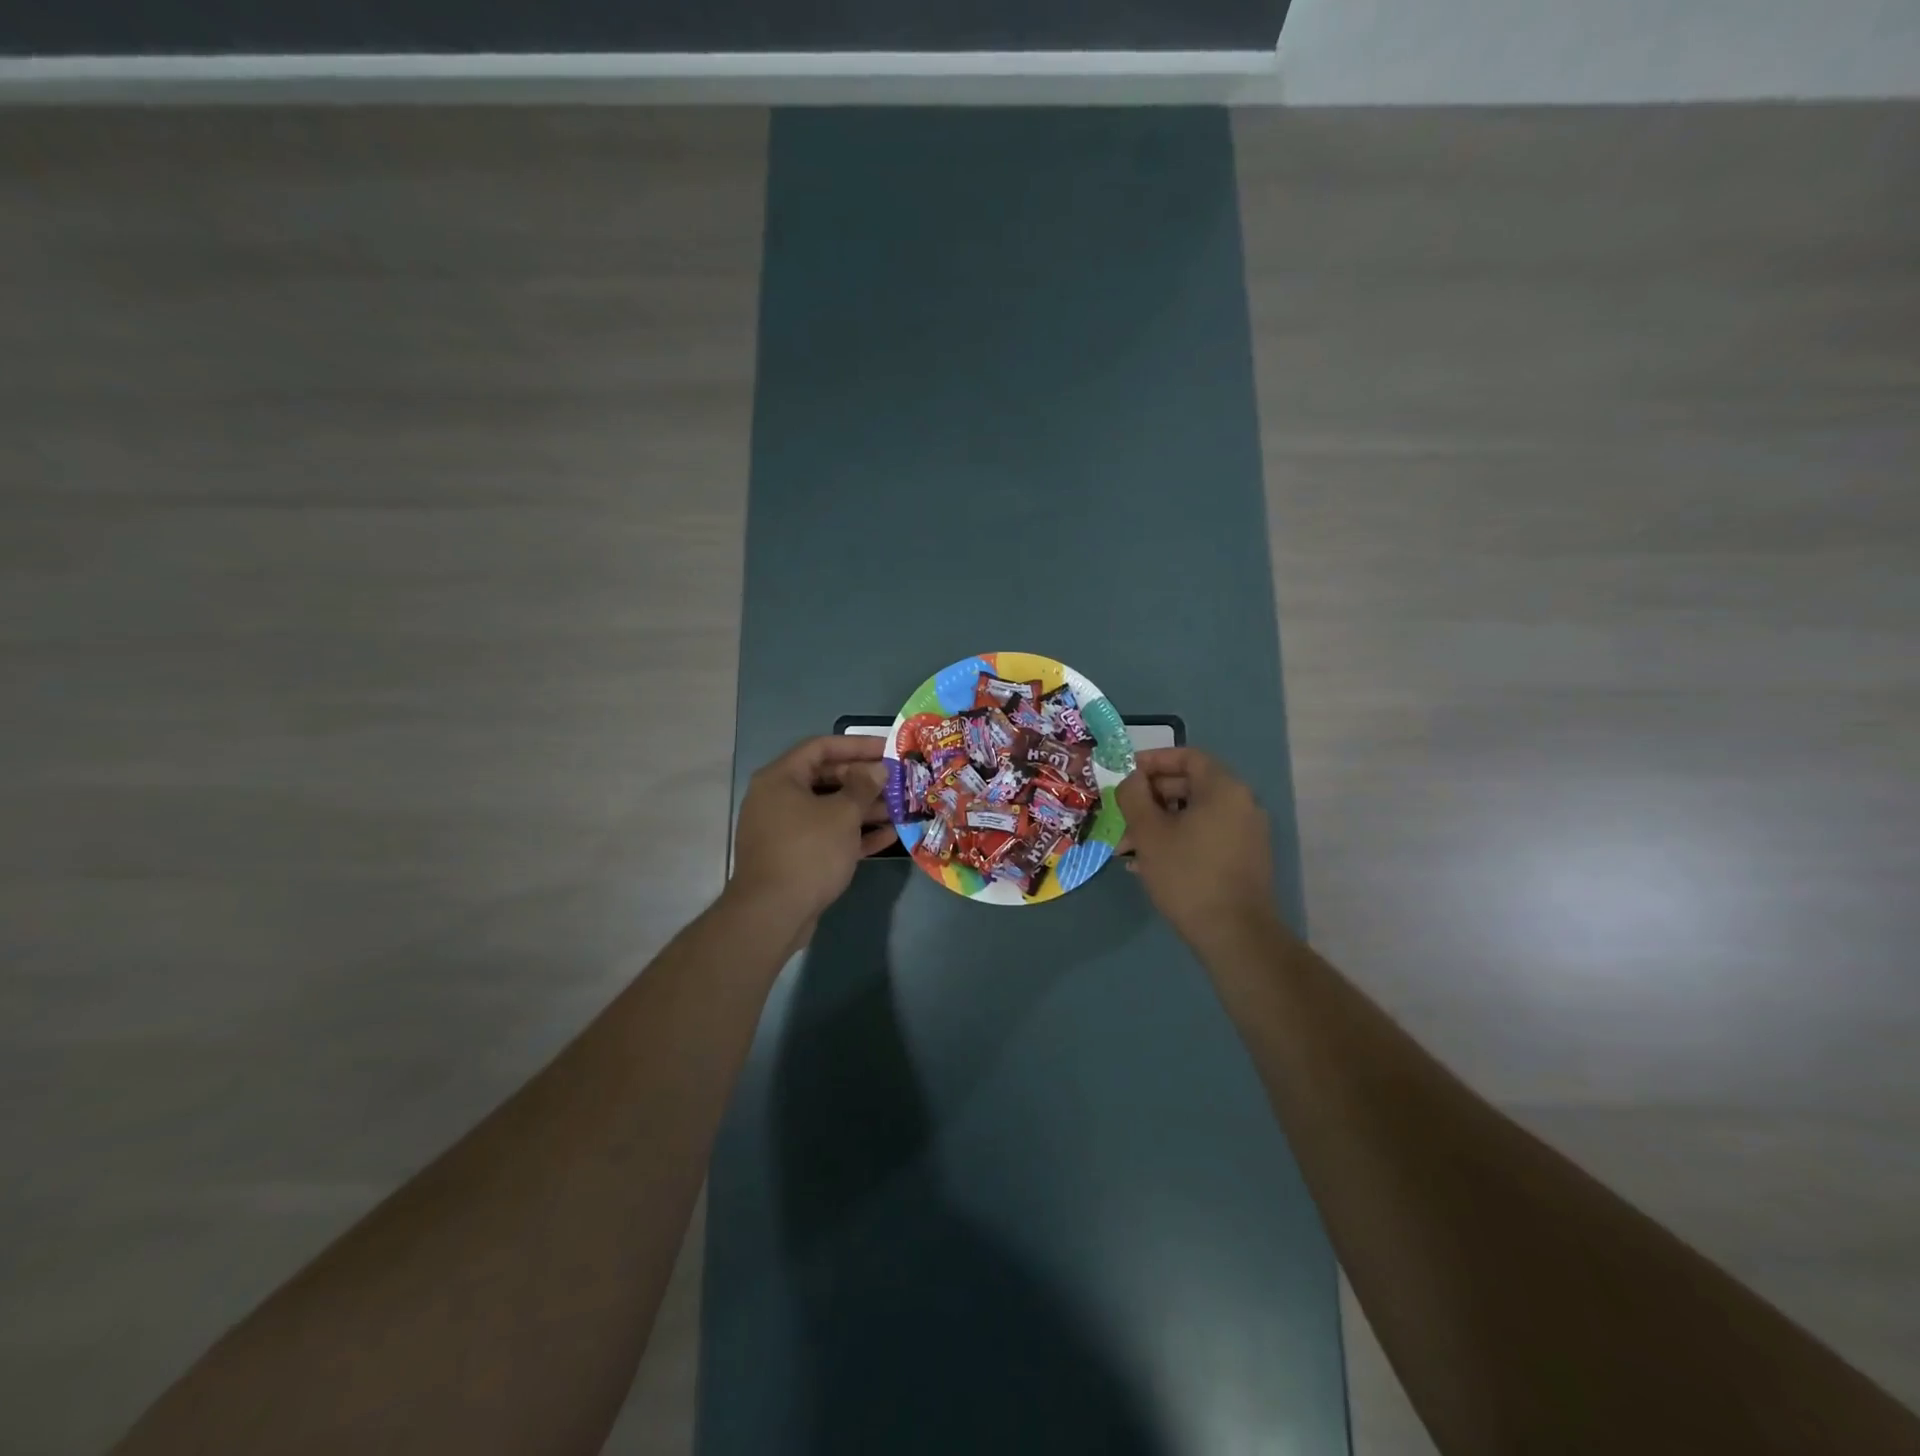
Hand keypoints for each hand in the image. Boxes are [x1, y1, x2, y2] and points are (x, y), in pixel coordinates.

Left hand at [727, 735, 897, 946]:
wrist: (772, 914)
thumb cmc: (808, 852)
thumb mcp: (842, 814)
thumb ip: (863, 787)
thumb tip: (877, 769)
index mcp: (781, 778)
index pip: (821, 747)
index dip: (857, 745)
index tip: (887, 748)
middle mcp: (778, 798)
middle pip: (826, 778)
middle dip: (864, 780)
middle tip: (897, 781)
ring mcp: (784, 829)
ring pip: (829, 809)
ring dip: (864, 808)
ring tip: (900, 809)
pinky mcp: (794, 856)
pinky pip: (827, 836)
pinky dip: (854, 834)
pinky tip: (888, 836)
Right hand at [1115, 747, 1280, 953]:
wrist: (1234, 934)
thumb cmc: (1187, 874)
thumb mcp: (1148, 832)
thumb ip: (1134, 796)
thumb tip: (1132, 780)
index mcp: (1223, 788)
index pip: (1187, 757)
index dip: (1153, 760)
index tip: (1126, 774)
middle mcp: (1242, 803)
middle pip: (1190, 786)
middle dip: (1151, 799)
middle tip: (1122, 816)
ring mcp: (1247, 833)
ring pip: (1195, 815)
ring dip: (1160, 823)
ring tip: (1128, 848)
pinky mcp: (1245, 859)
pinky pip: (1206, 835)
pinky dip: (1178, 840)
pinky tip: (1150, 864)